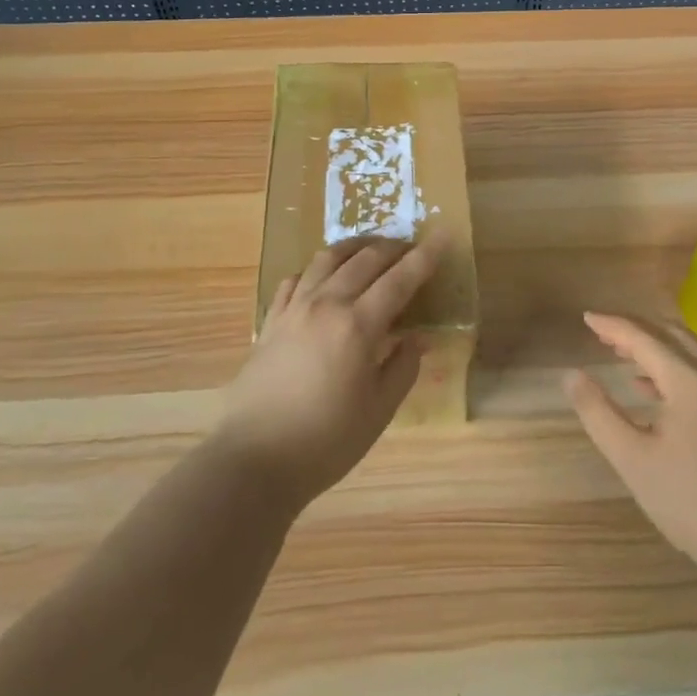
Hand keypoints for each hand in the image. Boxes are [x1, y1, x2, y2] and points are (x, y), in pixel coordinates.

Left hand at [212, 236, 442, 511]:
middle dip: (393, 248)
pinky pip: (296, 279)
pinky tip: (323, 276)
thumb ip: (402, 368)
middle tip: (411, 248)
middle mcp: (326, 305)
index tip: (443, 235)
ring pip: (327, 259)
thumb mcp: (378, 411)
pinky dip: (317, 269)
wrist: (253, 460)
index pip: (400, 279)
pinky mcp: (270, 321)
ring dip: (355, 247)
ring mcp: (294, 309)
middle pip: (365, 260)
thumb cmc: (325, 442)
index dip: (425, 256)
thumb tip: (416, 338)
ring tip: (371, 249)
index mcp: (358, 325)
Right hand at [567, 312, 696, 570]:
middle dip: (634, 328)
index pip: (643, 337)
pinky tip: (647, 386)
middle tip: (601, 332)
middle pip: (670, 333)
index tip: (585, 317)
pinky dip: (670, 364)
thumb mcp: (632, 458)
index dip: (612, 325)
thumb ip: (598, 412)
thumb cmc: (690, 501)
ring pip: (687, 349)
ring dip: (653, 344)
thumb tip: (572, 375)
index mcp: (689, 380)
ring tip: (618, 351)